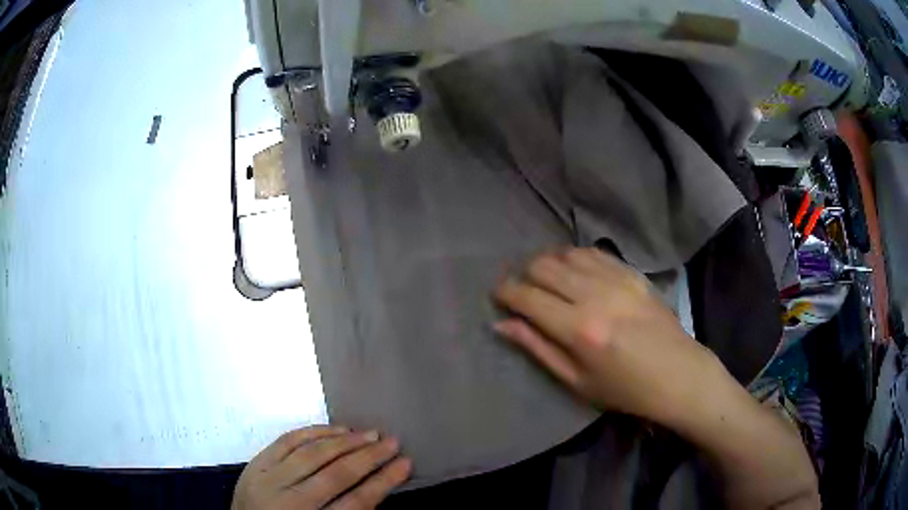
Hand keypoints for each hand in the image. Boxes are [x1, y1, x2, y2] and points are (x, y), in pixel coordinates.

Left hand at [232, 426, 411, 509]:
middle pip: (336, 474)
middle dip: (369, 457)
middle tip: (392, 442)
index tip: (405, 465)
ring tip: (369, 433)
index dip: (384, 482)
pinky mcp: (255, 464)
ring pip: (311, 453)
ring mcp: (268, 479)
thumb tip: (376, 487)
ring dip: (344, 441)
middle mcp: (288, 501)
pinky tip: (333, 428)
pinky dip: (312, 431)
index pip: (356, 503)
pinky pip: (286, 441)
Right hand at [493, 247, 720, 426]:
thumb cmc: (625, 389)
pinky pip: (593, 252)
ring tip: (545, 279)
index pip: (528, 297)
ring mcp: (617, 279)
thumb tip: (501, 324)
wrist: (678, 374)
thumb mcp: (576, 381)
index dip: (505, 291)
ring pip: (566, 253)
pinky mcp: (632, 273)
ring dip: (547, 262)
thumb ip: (538, 348)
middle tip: (521, 289)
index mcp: (579, 329)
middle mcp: (596, 296)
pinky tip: (573, 270)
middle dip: (523, 274)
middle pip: (543, 266)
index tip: (498, 294)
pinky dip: (574, 257)